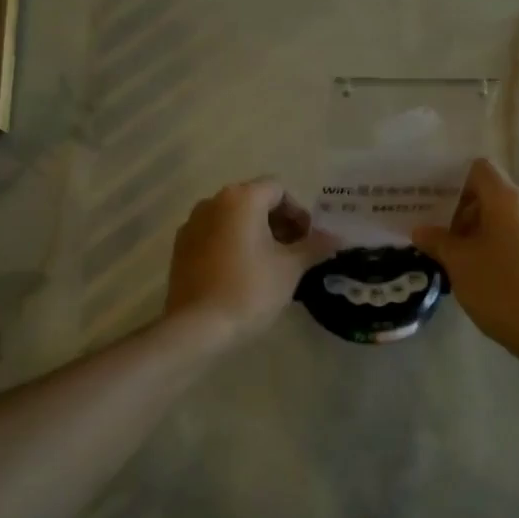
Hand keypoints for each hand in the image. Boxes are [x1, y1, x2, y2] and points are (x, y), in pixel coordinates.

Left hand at [165, 180, 335, 346]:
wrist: (197, 327)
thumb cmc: (250, 290)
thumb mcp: (290, 268)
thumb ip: (315, 246)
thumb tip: (337, 237)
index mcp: (241, 198)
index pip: (279, 190)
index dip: (299, 213)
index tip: (308, 241)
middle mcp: (213, 202)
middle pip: (255, 201)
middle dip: (278, 223)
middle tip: (294, 253)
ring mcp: (192, 224)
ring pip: (233, 219)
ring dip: (256, 234)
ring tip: (270, 265)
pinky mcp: (181, 248)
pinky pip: (215, 235)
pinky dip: (233, 245)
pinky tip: (242, 273)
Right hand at [412, 159, 518, 363]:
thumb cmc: (500, 288)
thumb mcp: (459, 264)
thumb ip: (437, 241)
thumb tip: (421, 230)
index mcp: (508, 200)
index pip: (480, 170)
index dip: (455, 182)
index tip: (435, 204)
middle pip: (493, 195)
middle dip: (464, 212)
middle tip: (440, 237)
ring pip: (507, 218)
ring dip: (482, 232)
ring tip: (460, 260)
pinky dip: (501, 246)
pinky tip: (486, 274)